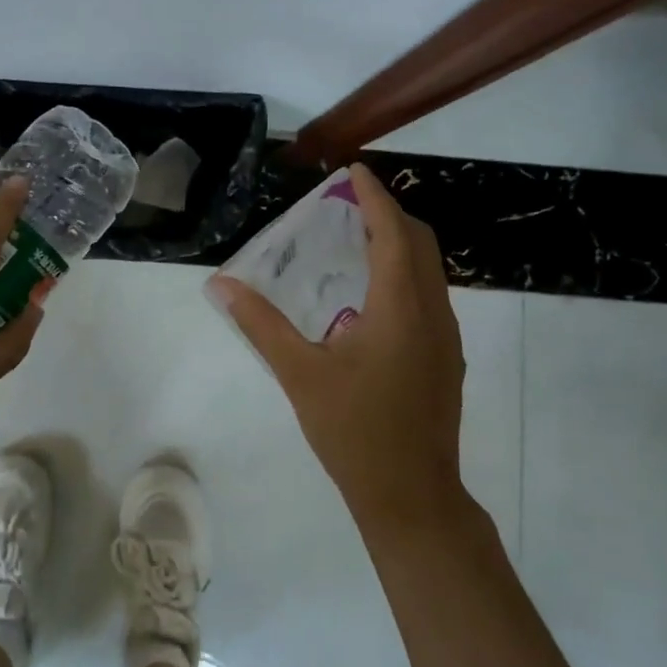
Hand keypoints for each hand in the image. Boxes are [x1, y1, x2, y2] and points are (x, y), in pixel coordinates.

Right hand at [210, 163, 466, 536]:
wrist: (411, 496)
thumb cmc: (354, 431)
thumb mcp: (300, 374)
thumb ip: (261, 324)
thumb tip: (221, 285)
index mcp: (400, 308)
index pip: (393, 232)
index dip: (375, 197)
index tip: (353, 170)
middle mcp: (433, 313)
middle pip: (420, 243)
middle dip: (389, 213)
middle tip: (348, 202)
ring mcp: (445, 337)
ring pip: (430, 269)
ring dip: (399, 243)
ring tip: (356, 237)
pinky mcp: (445, 358)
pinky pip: (429, 294)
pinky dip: (403, 272)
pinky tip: (370, 293)